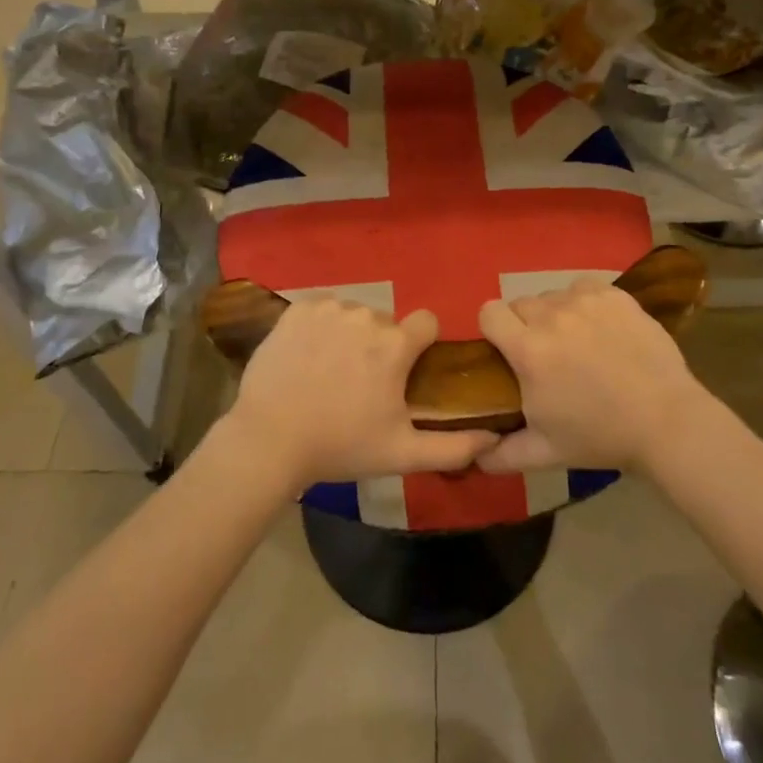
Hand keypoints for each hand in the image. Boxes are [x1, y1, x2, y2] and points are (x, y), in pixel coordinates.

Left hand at [221, 299, 498, 491]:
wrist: (269, 440)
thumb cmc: (340, 446)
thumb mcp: (402, 454)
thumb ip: (453, 447)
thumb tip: (493, 439)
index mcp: (395, 346)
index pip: (426, 322)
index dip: (420, 344)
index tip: (405, 369)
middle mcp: (366, 316)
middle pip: (386, 322)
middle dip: (381, 345)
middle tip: (360, 382)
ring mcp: (328, 309)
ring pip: (354, 314)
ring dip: (350, 335)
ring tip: (330, 371)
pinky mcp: (297, 309)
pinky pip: (322, 309)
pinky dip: (320, 326)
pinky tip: (308, 355)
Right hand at [477, 279, 711, 473]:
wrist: (666, 421)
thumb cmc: (601, 436)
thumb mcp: (545, 453)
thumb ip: (502, 454)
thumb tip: (475, 457)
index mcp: (529, 350)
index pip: (489, 312)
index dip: (493, 329)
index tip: (507, 350)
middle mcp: (552, 316)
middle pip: (520, 303)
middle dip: (525, 325)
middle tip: (546, 354)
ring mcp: (586, 301)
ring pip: (552, 295)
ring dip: (555, 314)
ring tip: (577, 342)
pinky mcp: (614, 295)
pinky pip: (583, 288)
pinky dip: (584, 303)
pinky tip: (600, 327)